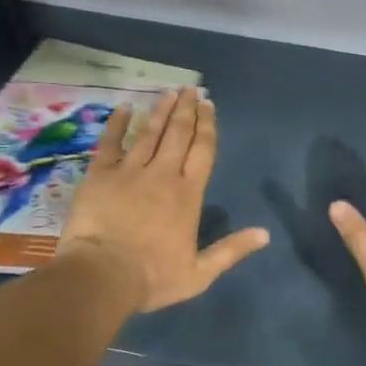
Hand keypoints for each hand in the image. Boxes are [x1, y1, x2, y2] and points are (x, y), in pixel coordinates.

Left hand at [60, 88, 269, 311]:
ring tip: (169, 92)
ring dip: (160, 110)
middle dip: (186, 109)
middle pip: (178, 133)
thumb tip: (265, 234)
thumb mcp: (200, 273)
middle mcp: (162, 174)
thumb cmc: (152, 276)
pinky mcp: (100, 174)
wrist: (101, 276)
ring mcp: (129, 171)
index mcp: (189, 194)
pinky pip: (110, 142)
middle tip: (191, 89)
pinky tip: (124, 108)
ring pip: (149, 132)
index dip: (207, 126)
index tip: (208, 105)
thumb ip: (231, 250)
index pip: (202, 150)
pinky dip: (117, 124)